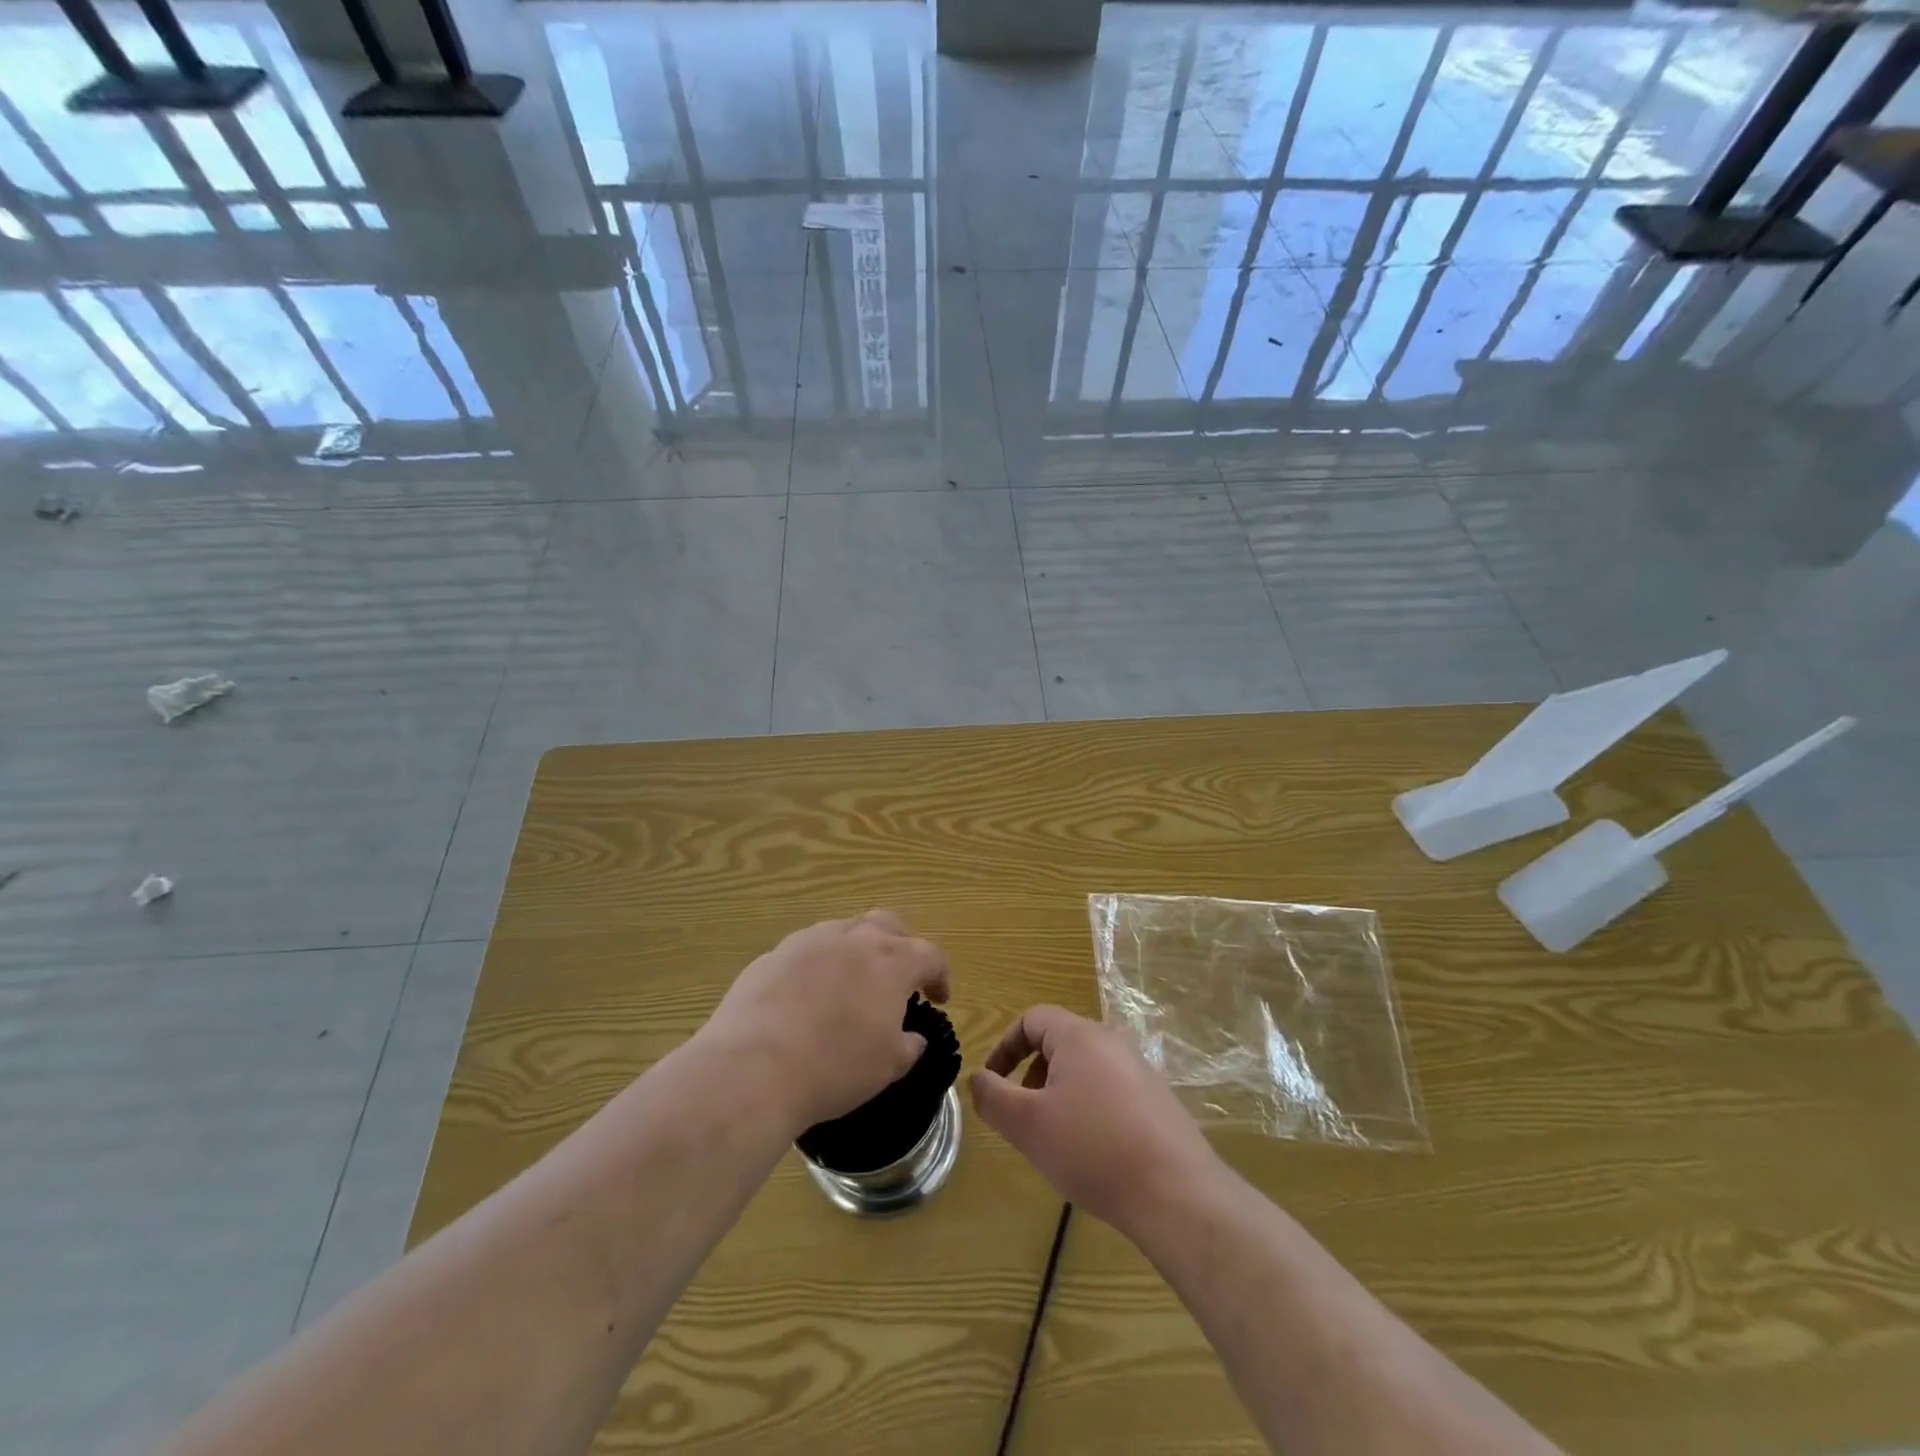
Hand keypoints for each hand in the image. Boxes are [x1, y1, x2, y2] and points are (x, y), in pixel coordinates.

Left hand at [703, 912, 950, 1134]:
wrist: (753, 1067)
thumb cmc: (835, 1067)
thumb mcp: (888, 1066)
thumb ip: (909, 1046)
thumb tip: (912, 1037)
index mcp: (891, 960)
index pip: (929, 954)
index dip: (939, 975)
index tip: (939, 998)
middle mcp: (853, 938)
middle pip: (887, 924)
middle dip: (900, 946)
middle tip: (898, 978)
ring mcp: (809, 940)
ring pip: (844, 931)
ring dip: (856, 952)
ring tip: (850, 986)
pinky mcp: (773, 955)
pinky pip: (806, 951)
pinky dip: (818, 967)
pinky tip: (807, 999)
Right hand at [970, 1005, 1217, 1233]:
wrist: (1175, 1192)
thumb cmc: (1091, 1148)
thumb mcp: (1027, 1124)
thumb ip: (992, 1096)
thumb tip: (977, 1078)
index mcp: (1079, 1035)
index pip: (1032, 1019)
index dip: (1004, 1047)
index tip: (992, 1083)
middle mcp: (1112, 1041)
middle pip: (1059, 1043)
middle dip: (1032, 1075)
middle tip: (1023, 1117)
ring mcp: (1140, 1069)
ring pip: (1085, 1069)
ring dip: (1060, 1095)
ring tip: (1056, 1139)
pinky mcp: (1159, 1100)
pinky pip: (1111, 1091)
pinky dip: (1090, 1110)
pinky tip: (1093, 1154)